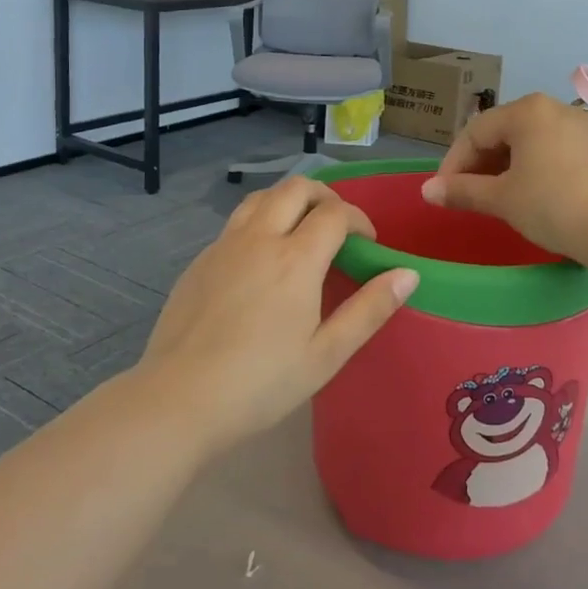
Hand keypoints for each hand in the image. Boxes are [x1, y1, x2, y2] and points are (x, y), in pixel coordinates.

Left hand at [134, 176, 417, 456]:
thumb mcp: (326, 354)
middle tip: (338, 226)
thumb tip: (408, 274)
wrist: (178, 399)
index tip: (368, 243)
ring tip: (301, 230)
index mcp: (295, 259)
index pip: (335, 213)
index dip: (359, 219)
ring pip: (261, 197)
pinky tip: (262, 259)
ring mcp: (223, 246)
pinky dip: (260, 221)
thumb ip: (369, 310)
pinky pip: (236, 222)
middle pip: (296, 189)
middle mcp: (259, 239)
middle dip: (325, 197)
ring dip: (289, 201)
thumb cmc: (261, 383)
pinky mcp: (199, 260)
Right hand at [421, 93, 587, 268]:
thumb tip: (426, 191)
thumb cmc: (554, 206)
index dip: (453, 163)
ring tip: (494, 198)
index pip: (475, 132)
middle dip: (479, 164)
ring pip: (528, 142)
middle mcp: (554, 108)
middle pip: (502, 132)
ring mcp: (580, 127)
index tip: (443, 193)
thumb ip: (462, 191)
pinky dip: (532, 169)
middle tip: (466, 196)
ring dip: (504, 168)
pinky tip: (529, 195)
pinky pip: (552, 151)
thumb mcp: (502, 199)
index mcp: (527, 111)